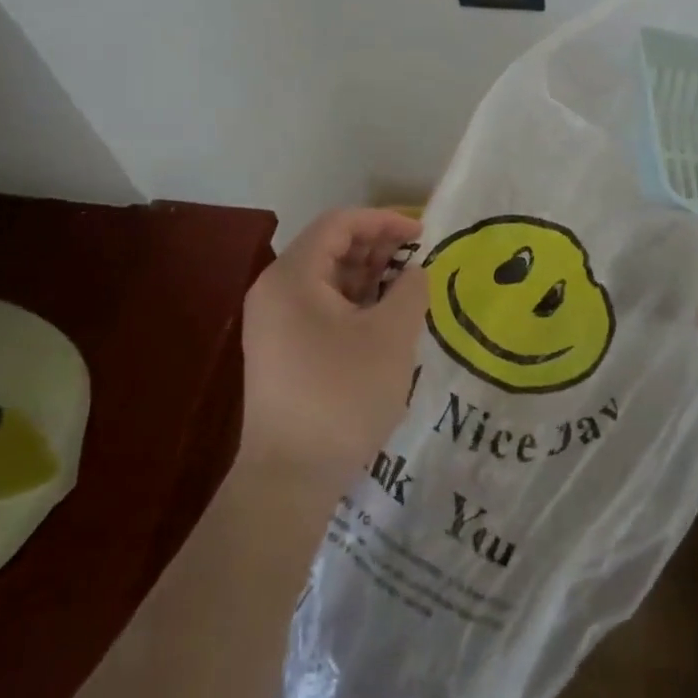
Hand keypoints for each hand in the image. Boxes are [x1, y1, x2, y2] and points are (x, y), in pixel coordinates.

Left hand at [239, 208, 428, 499]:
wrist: (290, 476)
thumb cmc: (342, 395)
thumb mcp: (390, 336)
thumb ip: (410, 290)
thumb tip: (416, 271)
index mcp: (292, 277)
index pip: (339, 224)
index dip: (384, 220)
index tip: (422, 234)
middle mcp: (275, 291)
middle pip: (330, 248)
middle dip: (377, 246)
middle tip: (419, 259)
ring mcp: (275, 322)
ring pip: (326, 279)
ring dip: (368, 275)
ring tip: (409, 285)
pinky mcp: (282, 349)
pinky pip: (320, 307)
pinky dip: (354, 302)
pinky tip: (385, 315)